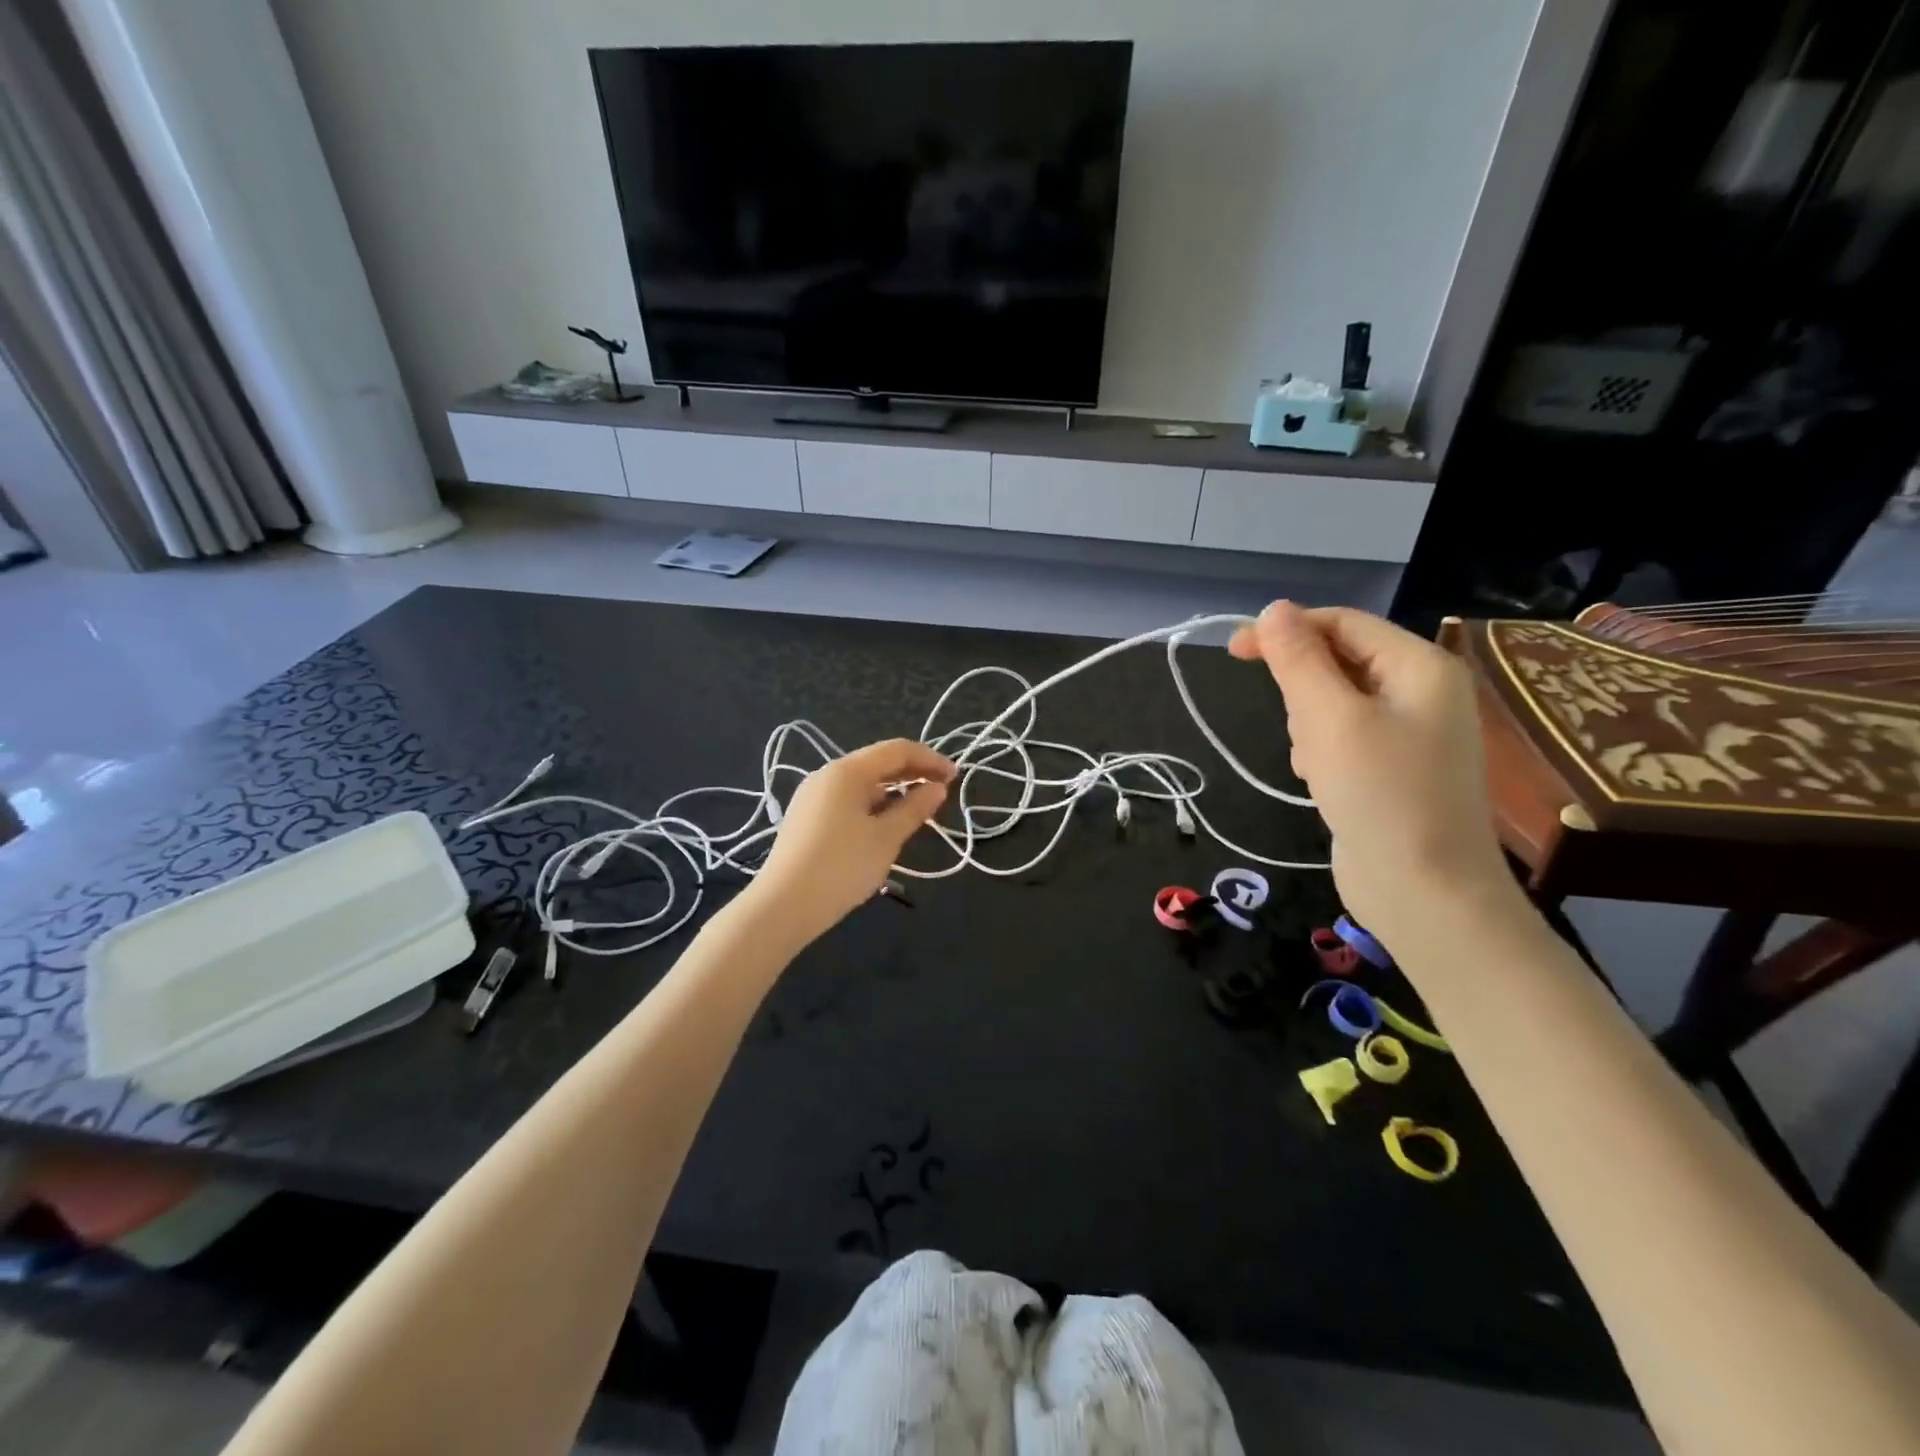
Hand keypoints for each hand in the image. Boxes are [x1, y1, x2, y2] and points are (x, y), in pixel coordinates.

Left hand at [749, 739, 953, 945]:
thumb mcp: (886, 838)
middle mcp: (827, 775)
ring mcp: (812, 796)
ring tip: (918, 811)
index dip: (930, 759)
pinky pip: (847, 800)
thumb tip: (937, 788)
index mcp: (847, 771)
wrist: (782, 907)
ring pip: (862, 783)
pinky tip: (885, 825)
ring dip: (893, 791)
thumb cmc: (841, 867)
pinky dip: (873, 805)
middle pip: (878, 763)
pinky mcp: (806, 818)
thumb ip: (914, 809)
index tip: (956, 777)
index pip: (897, 750)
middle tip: (942, 792)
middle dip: (912, 773)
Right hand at [1229, 602, 1513, 951]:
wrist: (1425, 892)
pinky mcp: (1392, 768)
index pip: (1342, 623)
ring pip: (1334, 703)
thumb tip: (1274, 609)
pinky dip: (1321, 751)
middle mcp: (1421, 691)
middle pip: (1338, 662)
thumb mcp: (1329, 719)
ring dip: (1309, 726)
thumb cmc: (1379, 795)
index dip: (1286, 630)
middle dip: (1304, 691)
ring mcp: (1409, 732)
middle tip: (1301, 732)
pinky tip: (1321, 782)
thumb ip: (1298, 660)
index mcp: (1420, 667)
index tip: (1233, 651)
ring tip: (1316, 765)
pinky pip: (1343, 737)